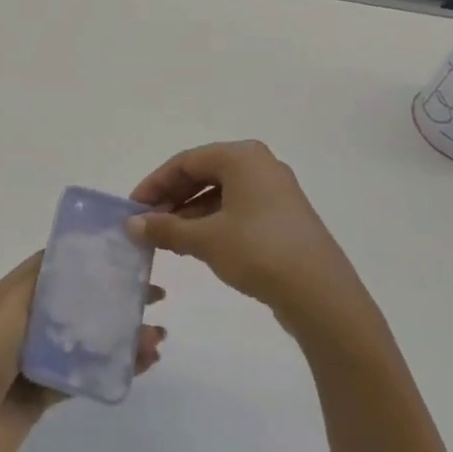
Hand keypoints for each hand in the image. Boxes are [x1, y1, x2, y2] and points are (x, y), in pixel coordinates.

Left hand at [0, 253, 165, 451]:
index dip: (91, 259)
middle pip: (79, 302)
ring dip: (123, 334)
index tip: (128, 254)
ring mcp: (38, 358)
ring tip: (158, 336)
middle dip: (116, 297)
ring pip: (88, 339)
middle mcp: (27, 322)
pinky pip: (86, 373)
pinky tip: (143, 363)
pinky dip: (114, 366)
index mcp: (15, 295)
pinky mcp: (48, 392)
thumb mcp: (8, 306)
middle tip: (155, 295)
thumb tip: (70, 255)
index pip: (58, 268)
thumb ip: (40, 282)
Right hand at [129, 141, 375, 341]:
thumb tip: (131, 224)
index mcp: (242, 156)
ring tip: (168, 239)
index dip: (155, 183)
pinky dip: (213, 222)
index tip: (133, 208)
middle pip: (203, 174)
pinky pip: (238, 209)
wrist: (321, 294)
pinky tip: (197, 245)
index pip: (185, 161)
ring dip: (190, 213)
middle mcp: (260, 165)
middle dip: (172, 198)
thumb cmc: (258, 251)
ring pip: (220, 193)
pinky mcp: (284, 217)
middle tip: (148, 224)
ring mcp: (276, 191)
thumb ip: (165, 228)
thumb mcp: (204, 239)